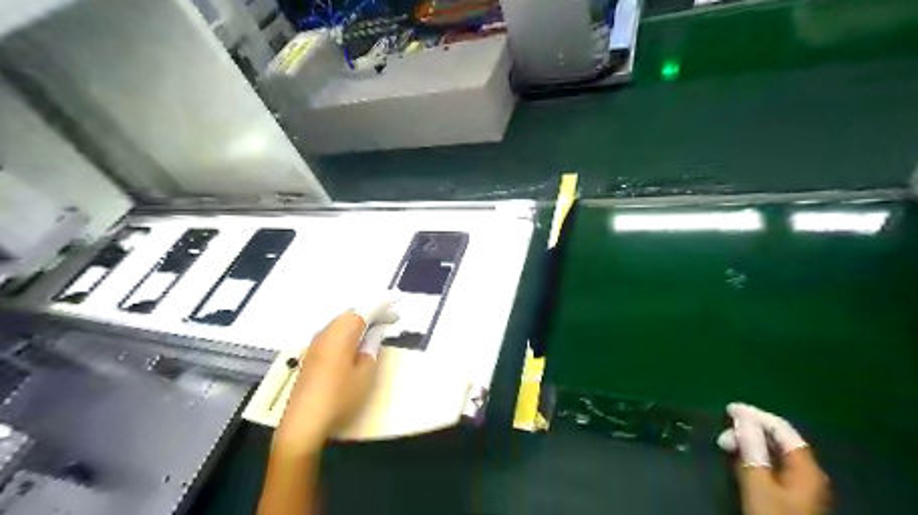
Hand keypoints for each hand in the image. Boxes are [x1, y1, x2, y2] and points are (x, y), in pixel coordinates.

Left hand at [275, 293, 399, 454]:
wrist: (303, 423)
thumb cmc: (340, 397)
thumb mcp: (365, 374)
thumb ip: (371, 349)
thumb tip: (375, 334)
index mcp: (341, 334)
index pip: (365, 311)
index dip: (382, 303)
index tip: (397, 299)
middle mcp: (326, 333)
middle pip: (351, 314)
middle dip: (372, 311)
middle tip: (391, 316)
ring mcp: (315, 344)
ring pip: (341, 322)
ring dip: (360, 320)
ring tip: (377, 325)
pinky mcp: (311, 355)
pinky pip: (334, 332)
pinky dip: (349, 330)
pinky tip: (356, 339)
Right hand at [716, 404, 832, 513]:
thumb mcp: (758, 482)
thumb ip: (751, 448)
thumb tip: (742, 416)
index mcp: (805, 467)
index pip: (781, 429)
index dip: (755, 415)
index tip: (729, 409)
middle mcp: (807, 471)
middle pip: (777, 440)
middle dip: (748, 431)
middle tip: (723, 435)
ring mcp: (800, 484)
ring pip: (772, 452)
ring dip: (747, 444)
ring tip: (725, 447)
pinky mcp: (790, 494)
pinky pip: (771, 465)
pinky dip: (753, 457)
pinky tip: (737, 460)